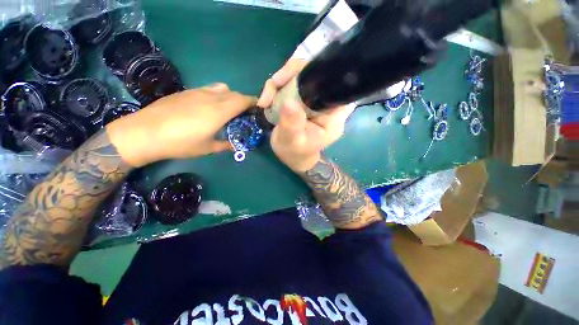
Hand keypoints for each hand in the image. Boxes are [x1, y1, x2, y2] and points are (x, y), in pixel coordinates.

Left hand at [107, 84, 255, 166]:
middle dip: (243, 101)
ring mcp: (197, 92)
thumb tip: (236, 145)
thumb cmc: (181, 143)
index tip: (257, 109)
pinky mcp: (186, 92)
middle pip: (234, 93)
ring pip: (221, 88)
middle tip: (243, 114)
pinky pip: (208, 89)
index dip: (253, 103)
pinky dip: (216, 95)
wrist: (144, 133)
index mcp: (219, 111)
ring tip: (226, 109)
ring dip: (229, 96)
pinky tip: (208, 108)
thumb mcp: (208, 148)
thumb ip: (226, 145)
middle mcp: (211, 97)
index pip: (243, 100)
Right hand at [259, 58, 353, 171]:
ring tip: (265, 100)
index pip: (331, 83)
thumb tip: (289, 102)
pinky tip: (267, 101)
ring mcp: (313, 99)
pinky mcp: (302, 99)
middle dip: (289, 76)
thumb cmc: (296, 153)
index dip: (312, 73)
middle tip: (272, 88)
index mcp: (333, 113)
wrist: (292, 156)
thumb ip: (293, 124)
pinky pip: (290, 84)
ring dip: (278, 84)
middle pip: (313, 73)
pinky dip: (276, 89)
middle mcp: (326, 102)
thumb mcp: (293, 142)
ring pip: (299, 76)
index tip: (289, 79)